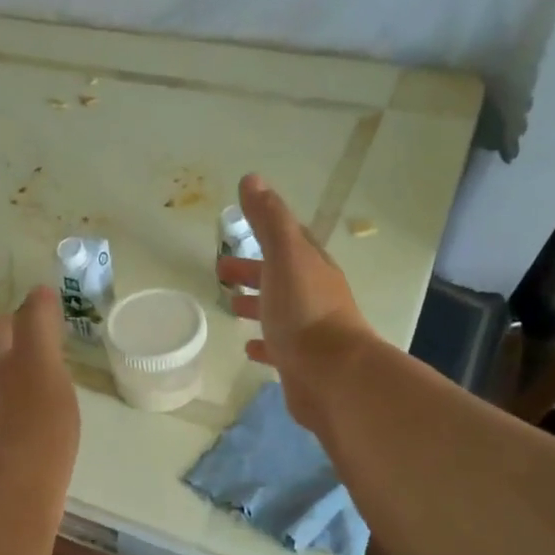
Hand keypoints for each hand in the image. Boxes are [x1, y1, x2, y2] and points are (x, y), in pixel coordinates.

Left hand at [0, 285, 79, 483]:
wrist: (20, 485)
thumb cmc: (35, 417)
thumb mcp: (42, 361)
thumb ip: (38, 324)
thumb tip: (38, 290)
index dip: (16, 320)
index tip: (38, 317)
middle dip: (15, 351)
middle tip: (45, 349)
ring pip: (1, 391)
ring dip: (20, 382)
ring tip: (48, 383)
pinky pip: (11, 420)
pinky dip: (25, 412)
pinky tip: (44, 422)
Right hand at [216, 173, 375, 430]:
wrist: (333, 376)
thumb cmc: (305, 311)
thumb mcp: (285, 256)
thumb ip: (268, 220)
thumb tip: (252, 179)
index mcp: (311, 267)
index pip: (290, 241)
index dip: (266, 232)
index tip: (237, 229)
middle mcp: (314, 296)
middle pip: (280, 276)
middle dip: (253, 270)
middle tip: (220, 272)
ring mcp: (309, 331)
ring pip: (279, 311)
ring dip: (256, 304)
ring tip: (229, 306)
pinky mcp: (301, 363)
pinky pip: (278, 348)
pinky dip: (262, 343)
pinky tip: (248, 347)